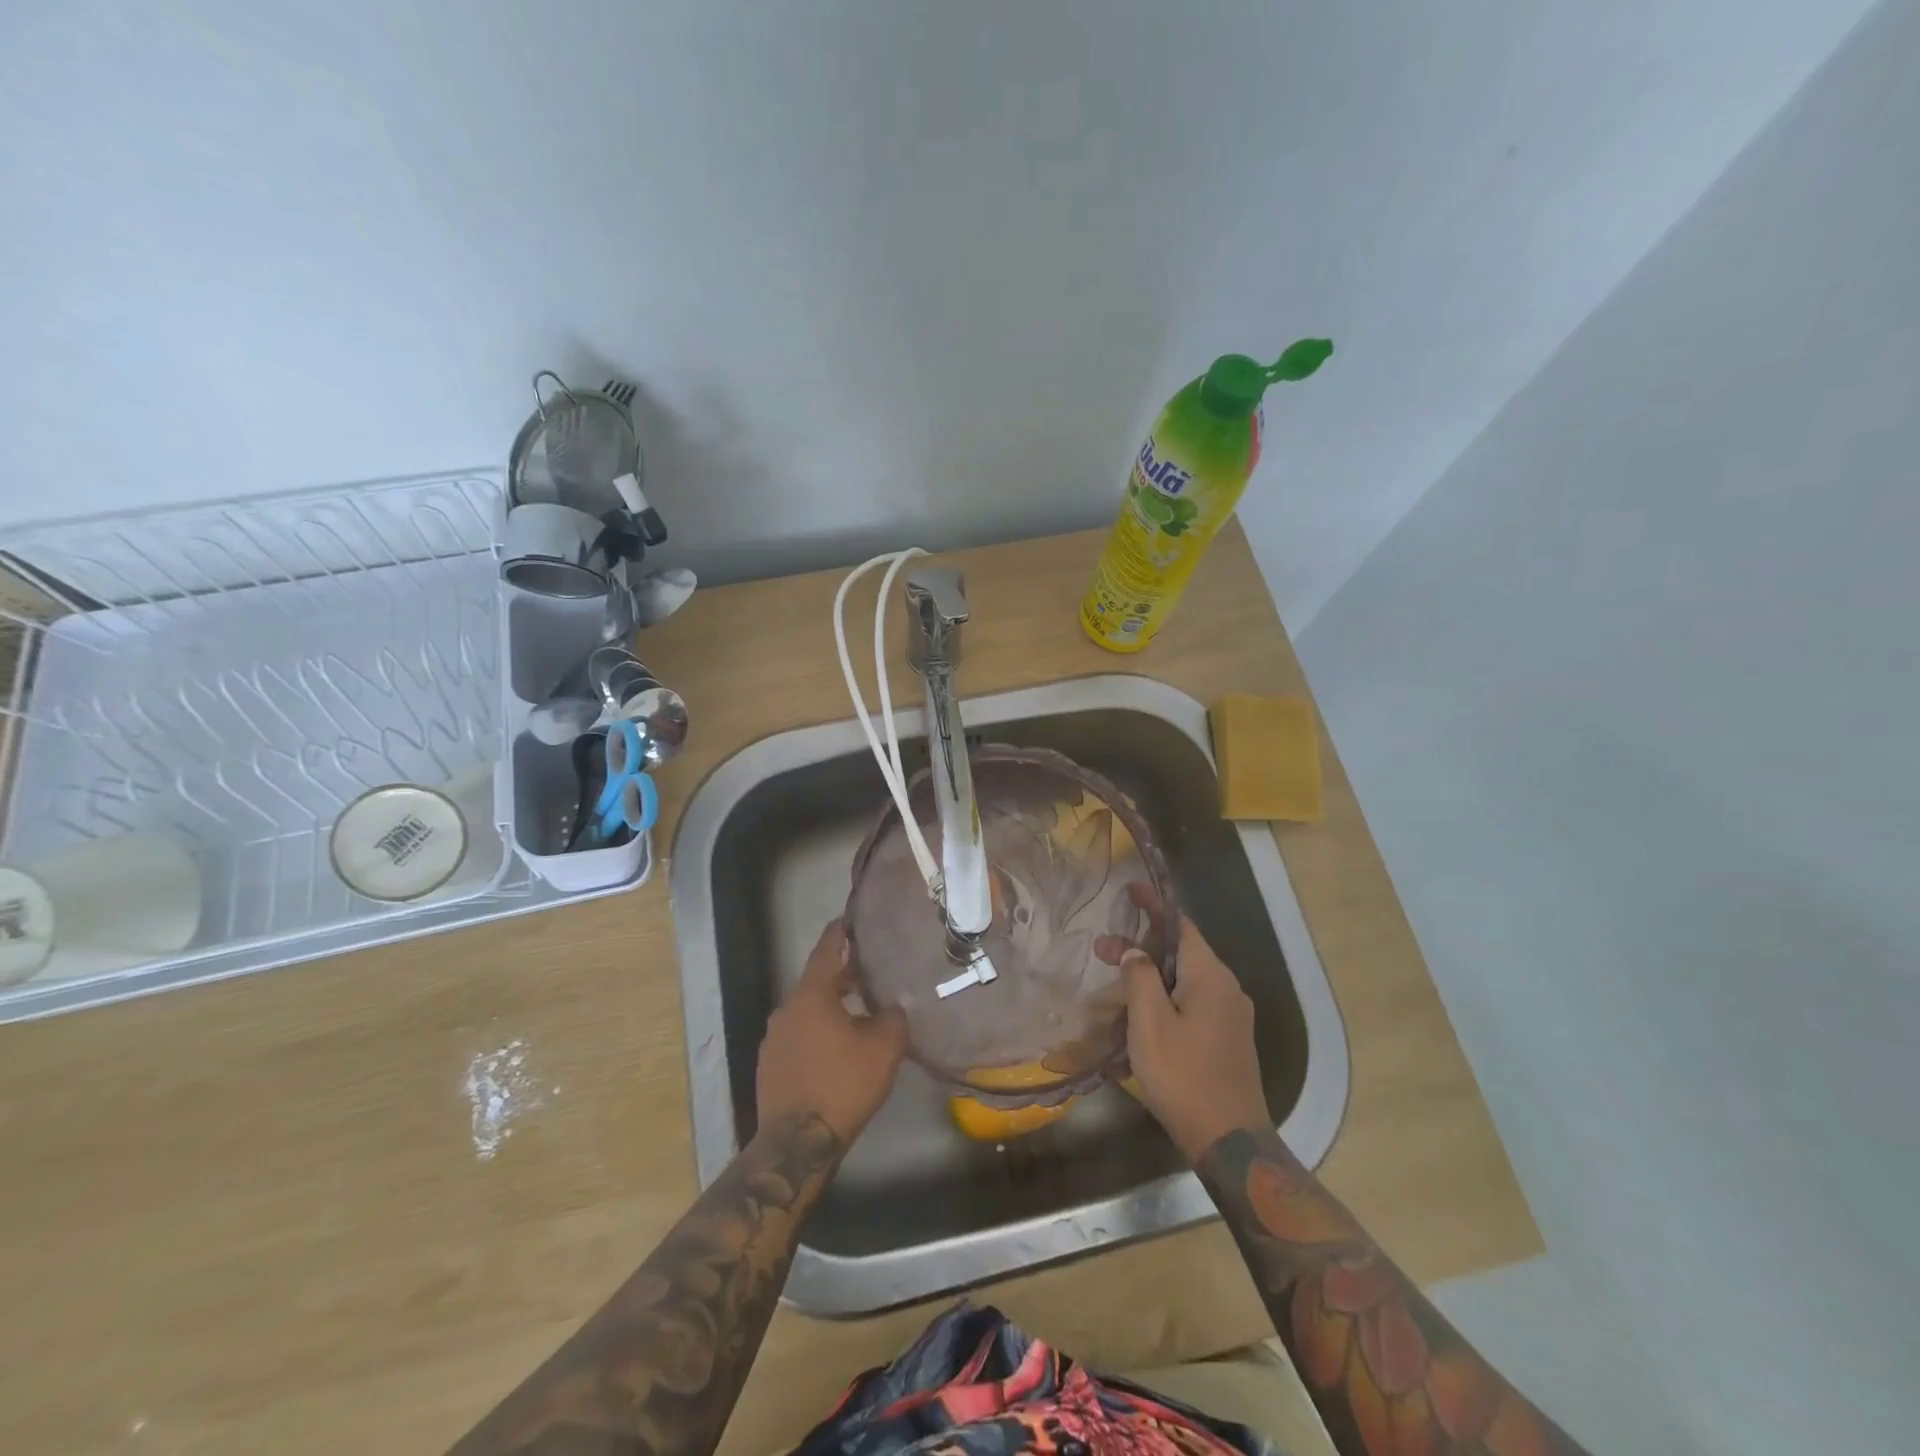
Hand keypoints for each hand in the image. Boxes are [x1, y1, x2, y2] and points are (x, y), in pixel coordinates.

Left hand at [756, 920, 907, 1146]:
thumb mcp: (883, 1048)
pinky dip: (817, 1031)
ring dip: (830, 1006)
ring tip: (857, 1011)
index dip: (840, 934)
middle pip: (816, 982)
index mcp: (811, 995)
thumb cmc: (843, 1084)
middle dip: (841, 975)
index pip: (826, 951)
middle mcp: (786, 1009)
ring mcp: (774, 1039)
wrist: (796, 1144)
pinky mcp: (770, 1065)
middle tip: (867, 970)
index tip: (848, 919)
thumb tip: (893, 1006)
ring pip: (807, 1011)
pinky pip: (798, 1035)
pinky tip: (836, 1047)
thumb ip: (892, 1017)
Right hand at [1102, 885, 1270, 1162]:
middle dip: (1142, 947)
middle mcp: (1227, 988)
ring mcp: (1232, 1015)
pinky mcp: (1229, 1037)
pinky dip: (1166, 997)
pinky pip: (1193, 1002)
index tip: (1129, 890)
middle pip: (1181, 952)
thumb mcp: (1150, 1023)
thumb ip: (1140, 977)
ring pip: (1186, 979)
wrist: (1230, 1140)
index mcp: (1210, 976)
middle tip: (1102, 951)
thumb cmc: (1183, 1076)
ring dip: (1151, 976)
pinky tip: (1141, 1016)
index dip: (1153, 906)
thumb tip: (1135, 950)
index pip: (1180, 925)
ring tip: (1116, 987)